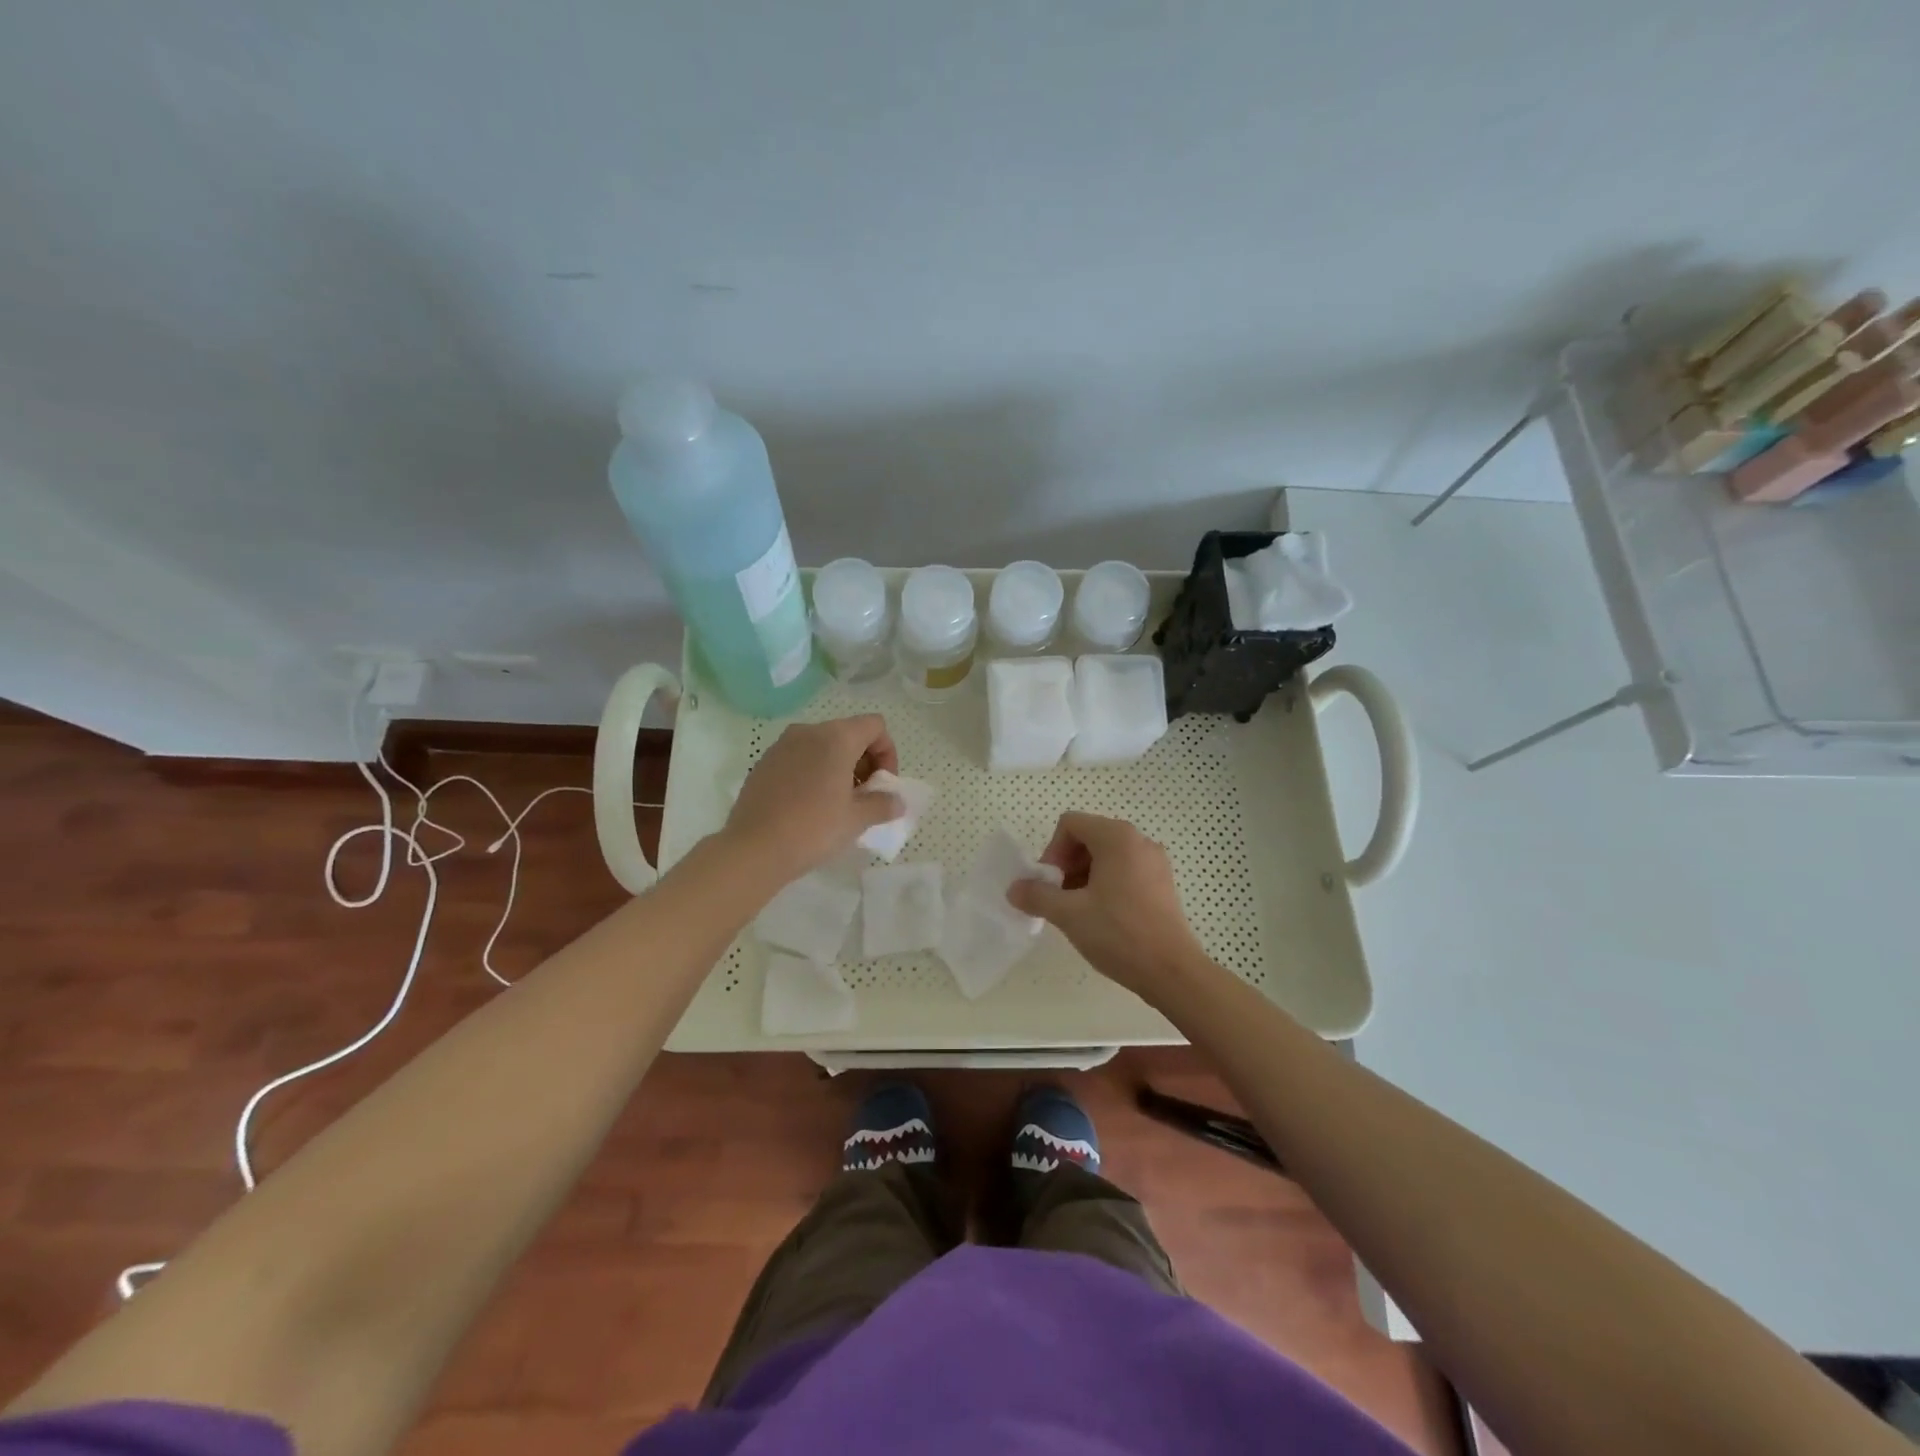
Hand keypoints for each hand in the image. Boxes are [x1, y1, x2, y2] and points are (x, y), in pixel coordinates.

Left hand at [722, 715, 900, 883]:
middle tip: (864, 796)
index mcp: (836, 737)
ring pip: (822, 745)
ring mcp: (782, 745)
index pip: (875, 726)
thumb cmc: (813, 829)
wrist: (754, 848)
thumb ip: (883, 804)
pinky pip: (799, 757)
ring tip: (838, 802)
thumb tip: (897, 801)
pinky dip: (813, 771)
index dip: (887, 752)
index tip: (882, 784)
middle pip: (849, 733)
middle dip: (864, 760)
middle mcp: (809, 731)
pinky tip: (810, 804)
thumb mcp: (857, 819)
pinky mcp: (764, 762)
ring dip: (839, 766)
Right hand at [1006, 811, 1206, 998]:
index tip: (1050, 884)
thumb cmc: (1119, 934)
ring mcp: (1155, 861)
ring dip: (1084, 875)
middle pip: (1089, 837)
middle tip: (1059, 897)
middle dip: (1067, 864)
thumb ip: (1037, 895)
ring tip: (1078, 910)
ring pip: (1106, 855)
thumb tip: (1013, 889)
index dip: (1052, 850)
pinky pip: (1125, 869)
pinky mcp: (1162, 883)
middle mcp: (1139, 840)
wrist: (1171, 971)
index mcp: (1117, 837)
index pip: (1071, 824)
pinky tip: (1101, 916)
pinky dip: (1105, 883)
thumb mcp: (1069, 914)